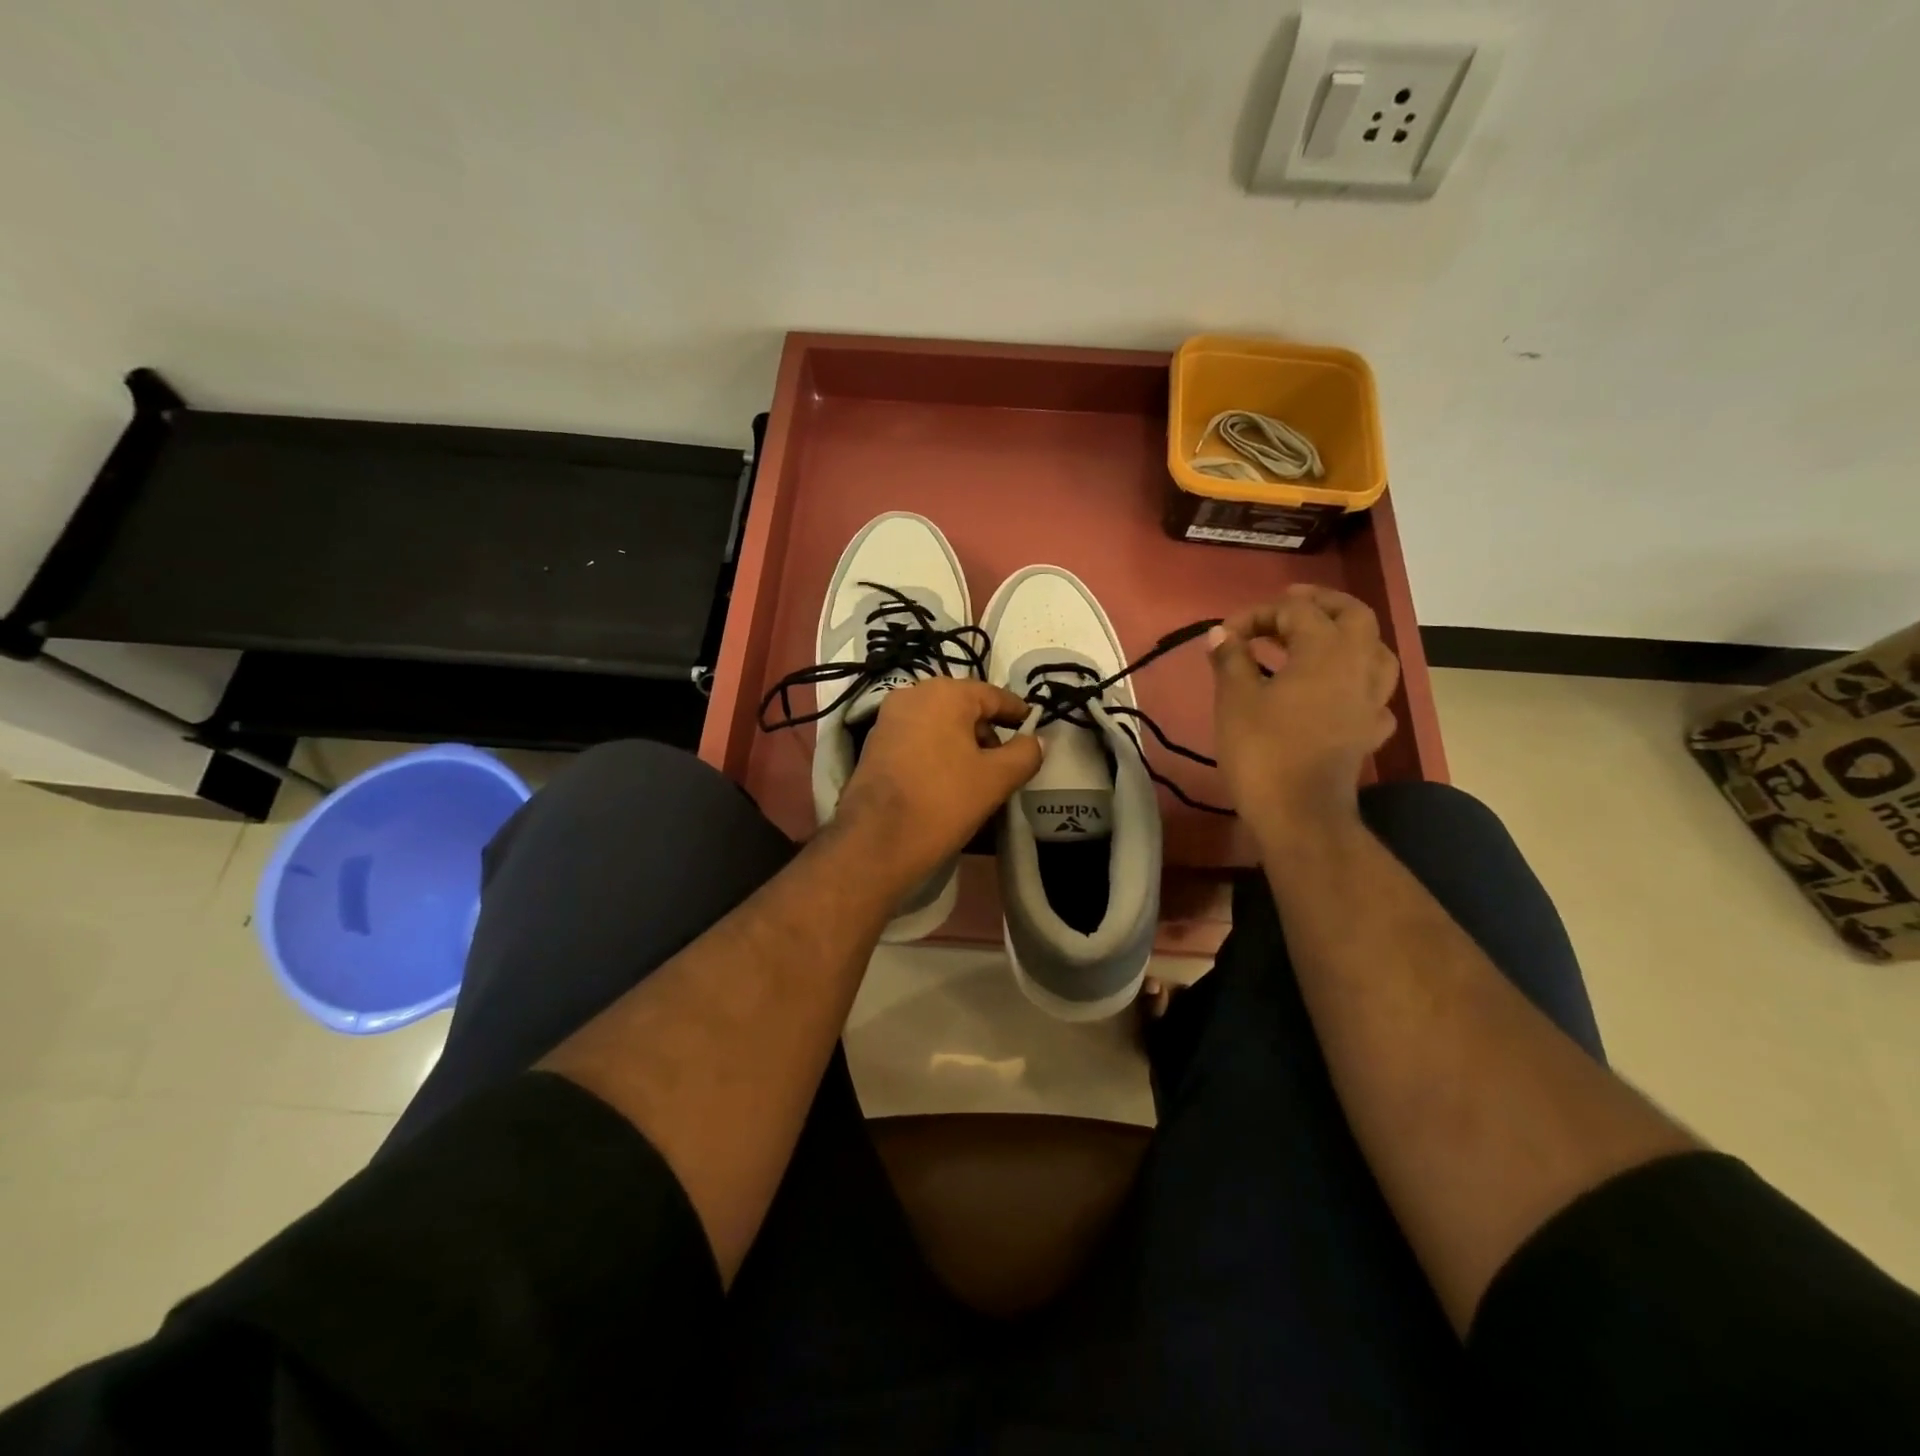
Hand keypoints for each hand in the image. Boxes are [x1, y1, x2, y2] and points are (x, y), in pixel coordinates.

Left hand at [832, 678, 1042, 895]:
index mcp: (945, 693)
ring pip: (939, 722)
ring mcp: (889, 718)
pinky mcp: (874, 743)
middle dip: (987, 730)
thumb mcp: (996, 779)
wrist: (876, 841)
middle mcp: (913, 694)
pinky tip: (948, 779)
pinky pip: (918, 737)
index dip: (1017, 712)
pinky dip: (937, 750)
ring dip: (962, 742)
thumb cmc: (943, 801)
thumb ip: (1025, 754)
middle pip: (964, 706)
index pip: (993, 695)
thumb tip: (1036, 741)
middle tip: (1006, 760)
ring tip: (979, 775)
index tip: (1033, 727)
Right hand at [1209, 585, 1399, 841]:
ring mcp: (1370, 701)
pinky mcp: (1369, 732)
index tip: (1225, 634)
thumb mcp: (1235, 699)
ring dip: (1349, 638)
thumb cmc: (1263, 750)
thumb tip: (1221, 634)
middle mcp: (1358, 666)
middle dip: (1321, 604)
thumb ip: (1230, 659)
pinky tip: (1338, 694)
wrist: (1299, 813)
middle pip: (1353, 616)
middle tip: (1288, 605)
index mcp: (1325, 651)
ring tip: (1320, 641)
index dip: (1257, 614)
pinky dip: (1355, 685)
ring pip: (1375, 652)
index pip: (1294, 611)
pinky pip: (1373, 696)